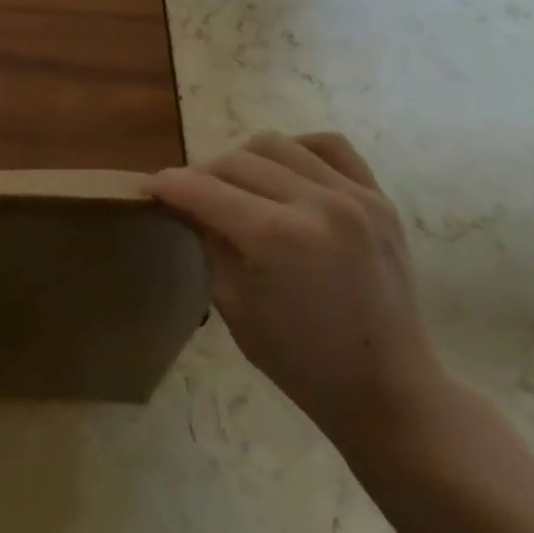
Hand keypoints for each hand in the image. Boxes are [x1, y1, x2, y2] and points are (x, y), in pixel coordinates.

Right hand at [144, 132, 447, 454]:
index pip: (203, 189)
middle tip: (186, 195)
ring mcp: (355, 196)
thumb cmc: (298, 358)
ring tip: (234, 186)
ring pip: (276, 145)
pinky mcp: (379, 198)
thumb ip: (206, 239)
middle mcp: (317, 203)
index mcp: (276, 237)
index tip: (147, 187)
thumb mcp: (231, 301)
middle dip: (200, 175)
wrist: (386, 387)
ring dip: (243, 160)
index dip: (167, 185)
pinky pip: (328, 146)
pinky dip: (296, 151)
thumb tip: (181, 201)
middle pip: (236, 161)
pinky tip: (282, 174)